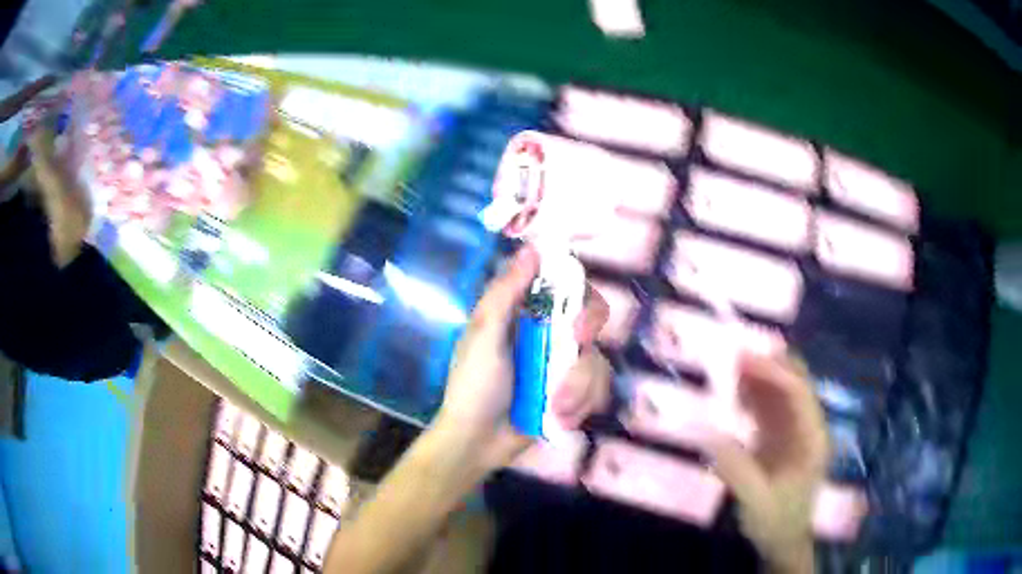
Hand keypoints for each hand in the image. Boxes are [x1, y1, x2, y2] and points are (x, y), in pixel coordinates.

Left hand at [434, 245, 611, 472]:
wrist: (477, 441)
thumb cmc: (473, 385)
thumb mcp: (483, 336)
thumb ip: (505, 293)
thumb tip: (532, 247)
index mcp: (526, 314)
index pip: (565, 285)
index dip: (578, 289)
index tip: (572, 306)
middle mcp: (550, 333)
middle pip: (593, 315)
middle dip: (588, 330)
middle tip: (575, 345)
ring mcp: (563, 365)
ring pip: (597, 359)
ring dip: (579, 385)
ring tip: (554, 407)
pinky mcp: (573, 394)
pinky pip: (597, 390)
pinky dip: (581, 405)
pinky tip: (560, 418)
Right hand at [706, 353, 828, 572]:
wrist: (783, 541)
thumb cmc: (776, 523)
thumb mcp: (755, 503)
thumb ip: (737, 470)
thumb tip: (710, 436)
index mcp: (812, 440)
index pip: (798, 393)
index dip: (772, 373)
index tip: (742, 362)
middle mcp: (808, 427)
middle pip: (795, 383)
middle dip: (769, 365)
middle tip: (735, 355)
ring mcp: (795, 431)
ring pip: (781, 391)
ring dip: (759, 377)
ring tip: (729, 367)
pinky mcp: (781, 438)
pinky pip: (769, 408)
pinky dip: (753, 396)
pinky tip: (734, 393)